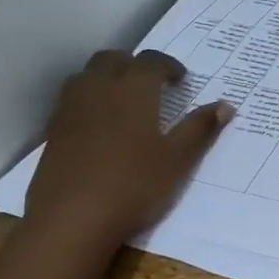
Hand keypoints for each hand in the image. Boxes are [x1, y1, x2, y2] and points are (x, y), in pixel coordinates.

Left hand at [25, 49, 231, 239]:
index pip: (151, 61)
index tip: (181, 80)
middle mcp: (98, 88)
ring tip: (124, 102)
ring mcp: (70, 109)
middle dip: (134, 65)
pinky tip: (99, 128)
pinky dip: (89, 102)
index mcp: (132, 89)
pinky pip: (72, 101)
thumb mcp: (178, 160)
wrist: (71, 219)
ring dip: (107, 78)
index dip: (168, 65)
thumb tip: (225, 105)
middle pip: (113, 59)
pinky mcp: (53, 132)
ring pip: (87, 76)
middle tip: (152, 85)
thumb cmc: (134, 185)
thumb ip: (200, 129)